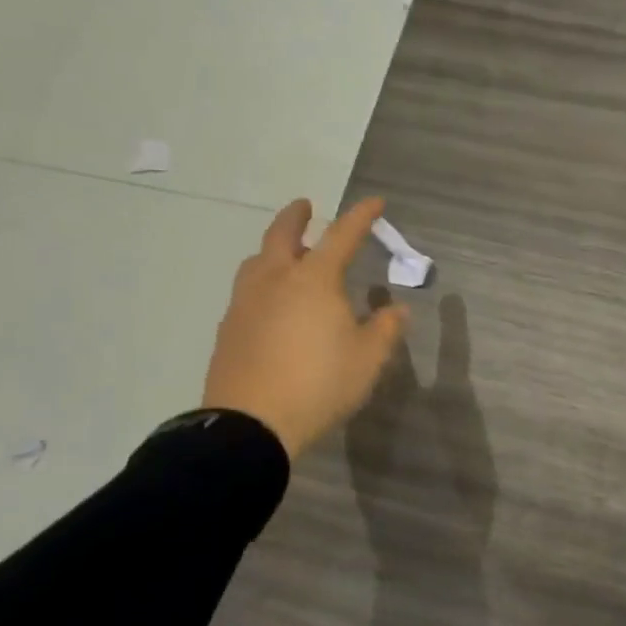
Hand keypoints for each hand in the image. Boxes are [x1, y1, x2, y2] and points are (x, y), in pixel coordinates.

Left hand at [202, 197, 407, 458]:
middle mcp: (276, 280)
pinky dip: (262, 281)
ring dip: (274, 248)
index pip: (342, 235)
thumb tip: (397, 310)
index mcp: (314, 280)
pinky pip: (247, 291)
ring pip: (257, 260)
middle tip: (306, 207)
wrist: (252, 423)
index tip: (375, 202)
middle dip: (297, 216)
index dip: (361, 216)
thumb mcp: (368, 359)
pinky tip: (270, 302)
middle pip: (282, 234)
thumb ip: (386, 329)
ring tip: (287, 255)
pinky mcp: (229, 328)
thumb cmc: (320, 384)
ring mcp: (246, 302)